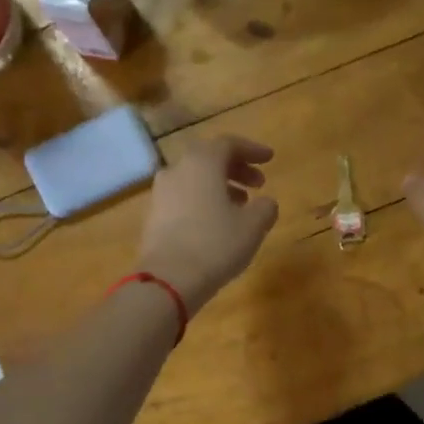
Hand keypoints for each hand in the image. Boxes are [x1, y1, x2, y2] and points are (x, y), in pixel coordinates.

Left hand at [137, 135, 278, 314]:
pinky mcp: (153, 216)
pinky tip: (216, 222)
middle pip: (209, 159)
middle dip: (236, 168)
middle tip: (258, 184)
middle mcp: (177, 170)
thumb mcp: (253, 226)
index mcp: (202, 162)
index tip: (270, 159)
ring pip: (195, 179)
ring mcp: (161, 193)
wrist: (168, 280)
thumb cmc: (216, 244)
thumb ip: (265, 207)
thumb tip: (266, 203)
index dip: (252, 150)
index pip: (229, 144)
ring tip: (240, 205)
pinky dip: (203, 201)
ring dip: (219, 186)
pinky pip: (183, 198)